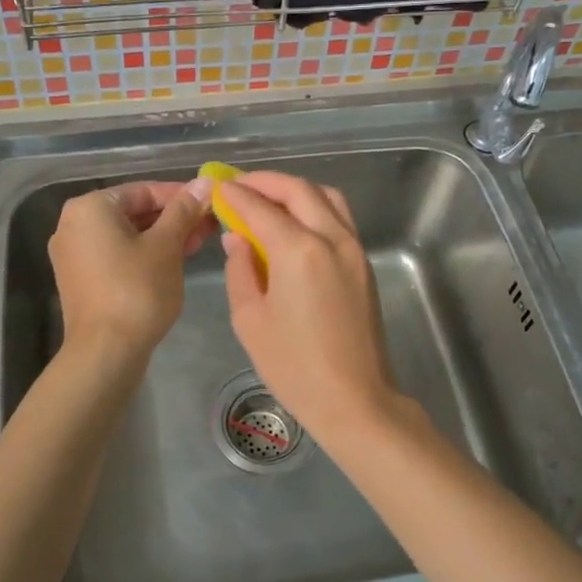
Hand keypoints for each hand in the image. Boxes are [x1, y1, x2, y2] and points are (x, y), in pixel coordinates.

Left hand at [48, 178, 214, 359]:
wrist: (106, 352)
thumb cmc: (137, 290)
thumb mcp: (166, 246)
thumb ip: (184, 210)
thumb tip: (205, 182)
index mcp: (90, 208)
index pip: (144, 190)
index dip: (181, 195)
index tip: (211, 203)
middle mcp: (74, 225)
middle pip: (134, 212)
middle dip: (174, 218)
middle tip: (210, 224)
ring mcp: (75, 255)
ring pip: (128, 235)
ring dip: (164, 237)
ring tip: (200, 242)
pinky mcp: (82, 280)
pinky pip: (118, 255)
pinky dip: (145, 254)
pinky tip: (176, 260)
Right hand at [216, 172, 402, 443]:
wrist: (354, 399)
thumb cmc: (293, 366)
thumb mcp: (250, 319)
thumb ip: (240, 269)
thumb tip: (237, 238)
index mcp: (299, 250)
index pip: (261, 207)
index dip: (236, 194)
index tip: (217, 187)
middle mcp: (332, 238)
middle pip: (299, 190)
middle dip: (266, 182)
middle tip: (239, 188)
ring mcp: (354, 249)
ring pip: (326, 197)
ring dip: (295, 190)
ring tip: (268, 201)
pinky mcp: (364, 264)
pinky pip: (339, 218)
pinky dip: (315, 207)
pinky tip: (294, 224)